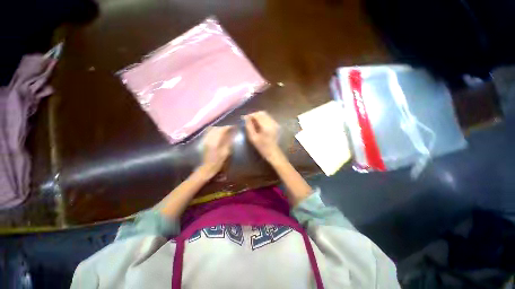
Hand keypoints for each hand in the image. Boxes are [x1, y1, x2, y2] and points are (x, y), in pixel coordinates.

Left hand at [199, 126, 233, 178]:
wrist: (207, 167)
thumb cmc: (218, 161)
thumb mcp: (226, 152)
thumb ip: (228, 142)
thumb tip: (231, 134)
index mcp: (215, 141)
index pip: (222, 130)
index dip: (228, 127)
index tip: (233, 127)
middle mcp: (209, 138)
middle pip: (216, 128)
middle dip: (223, 127)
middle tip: (229, 129)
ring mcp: (205, 139)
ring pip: (211, 129)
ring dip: (218, 128)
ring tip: (224, 130)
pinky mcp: (203, 141)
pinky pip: (208, 132)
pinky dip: (213, 131)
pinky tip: (217, 133)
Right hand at [244, 111, 284, 164]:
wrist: (273, 152)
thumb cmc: (262, 147)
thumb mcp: (253, 138)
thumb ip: (249, 126)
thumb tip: (245, 118)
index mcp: (266, 126)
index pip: (257, 115)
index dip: (250, 115)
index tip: (244, 118)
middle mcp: (272, 122)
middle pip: (262, 113)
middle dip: (254, 114)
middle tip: (248, 119)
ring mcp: (275, 123)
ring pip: (265, 114)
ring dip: (258, 116)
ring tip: (253, 121)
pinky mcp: (276, 124)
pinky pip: (268, 118)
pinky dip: (262, 118)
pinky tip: (259, 123)